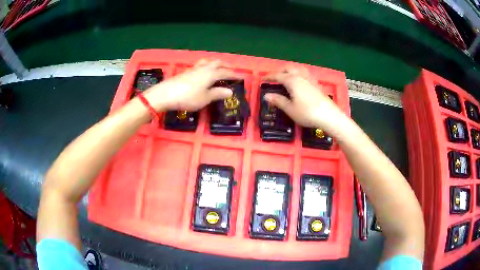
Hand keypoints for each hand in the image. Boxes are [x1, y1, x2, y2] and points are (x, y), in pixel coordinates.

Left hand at [143, 59, 241, 110]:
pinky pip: (200, 65)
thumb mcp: (205, 98)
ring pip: (207, 62)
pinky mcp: (186, 72)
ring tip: (218, 66)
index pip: (225, 73)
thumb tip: (230, 91)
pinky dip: (206, 65)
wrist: (166, 94)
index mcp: (211, 74)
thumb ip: (217, 93)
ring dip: (215, 63)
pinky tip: (203, 71)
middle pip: (217, 63)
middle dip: (225, 65)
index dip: (233, 75)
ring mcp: (194, 69)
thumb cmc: (188, 97)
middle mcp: (204, 69)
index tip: (240, 77)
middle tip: (231, 68)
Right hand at [263, 67, 344, 131]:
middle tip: (275, 78)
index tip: (262, 79)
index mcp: (292, 80)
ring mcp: (310, 79)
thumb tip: (266, 95)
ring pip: (298, 69)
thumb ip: (278, 101)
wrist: (329, 116)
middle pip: (289, 68)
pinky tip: (300, 82)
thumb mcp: (290, 109)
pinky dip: (299, 74)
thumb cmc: (307, 113)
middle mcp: (301, 76)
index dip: (269, 76)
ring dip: (290, 71)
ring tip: (287, 78)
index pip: (278, 75)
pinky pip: (305, 74)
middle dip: (280, 71)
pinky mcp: (317, 84)